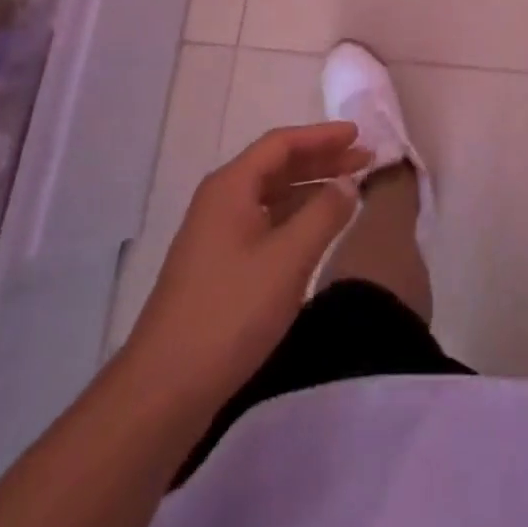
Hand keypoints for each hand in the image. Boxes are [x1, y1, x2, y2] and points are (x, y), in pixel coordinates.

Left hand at [124, 123, 370, 411]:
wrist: (163, 391)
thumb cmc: (229, 314)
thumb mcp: (288, 260)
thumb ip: (324, 214)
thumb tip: (348, 182)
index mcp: (230, 187)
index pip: (281, 143)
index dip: (323, 135)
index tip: (360, 134)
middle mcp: (220, 201)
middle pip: (276, 166)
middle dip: (322, 160)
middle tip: (364, 161)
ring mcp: (216, 235)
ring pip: (271, 195)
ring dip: (311, 188)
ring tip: (350, 191)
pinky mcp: (218, 266)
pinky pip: (265, 222)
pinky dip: (296, 217)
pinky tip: (317, 230)